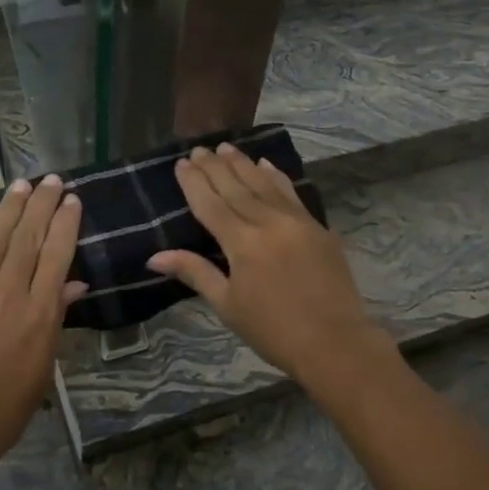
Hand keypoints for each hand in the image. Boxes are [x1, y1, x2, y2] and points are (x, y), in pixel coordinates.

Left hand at [0, 176, 85, 489]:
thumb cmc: (5, 408)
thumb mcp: (43, 366)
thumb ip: (56, 318)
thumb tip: (73, 282)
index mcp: (39, 316)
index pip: (56, 256)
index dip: (65, 223)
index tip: (72, 199)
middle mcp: (7, 296)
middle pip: (27, 239)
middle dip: (41, 205)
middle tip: (51, 179)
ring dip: (9, 209)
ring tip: (22, 184)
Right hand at [148, 144, 390, 389]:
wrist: (334, 342)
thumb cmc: (273, 330)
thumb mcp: (227, 305)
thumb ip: (195, 273)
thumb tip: (154, 257)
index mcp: (242, 244)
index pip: (211, 205)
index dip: (194, 183)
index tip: (182, 163)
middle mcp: (268, 223)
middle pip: (236, 188)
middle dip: (215, 167)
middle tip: (200, 148)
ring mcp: (296, 222)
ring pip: (264, 184)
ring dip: (243, 164)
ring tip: (226, 147)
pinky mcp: (317, 227)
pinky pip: (292, 193)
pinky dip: (277, 177)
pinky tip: (266, 164)